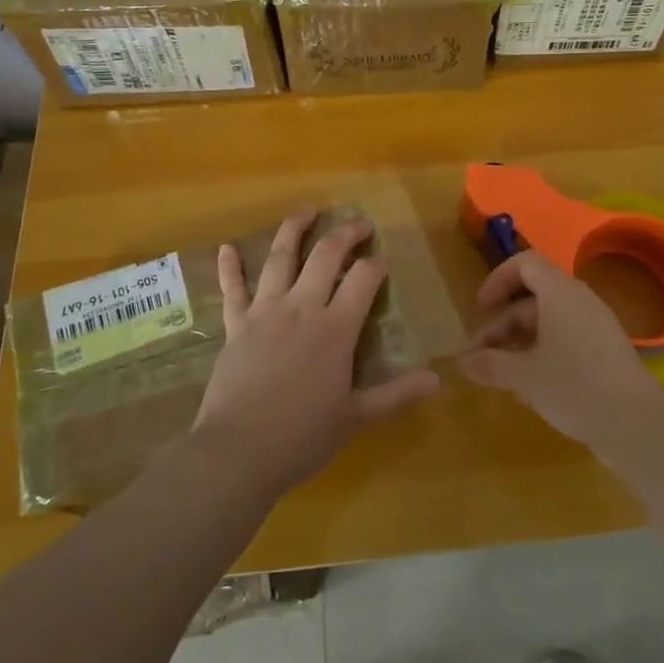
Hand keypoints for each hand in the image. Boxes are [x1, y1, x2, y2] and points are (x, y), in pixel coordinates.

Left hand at [192, 210, 440, 496]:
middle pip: (325, 256)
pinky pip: (232, 289)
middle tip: (359, 224)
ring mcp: (265, 312)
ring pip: (280, 258)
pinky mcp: (236, 325)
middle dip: (345, 234)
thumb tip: (437, 379)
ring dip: (293, 230)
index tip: (382, 261)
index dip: (376, 265)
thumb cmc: (303, 436)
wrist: (239, 451)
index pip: (363, 280)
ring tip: (306, 211)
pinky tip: (227, 248)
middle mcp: (302, 308)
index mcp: (335, 329)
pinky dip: (229, 267)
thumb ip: (396, 393)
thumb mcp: (356, 416)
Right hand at [460, 250, 663, 447]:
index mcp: (560, 293)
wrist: (637, 424)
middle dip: (502, 325)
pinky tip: (530, 390)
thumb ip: (491, 364)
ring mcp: (595, 327)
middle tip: (481, 356)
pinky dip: (542, 355)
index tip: (481, 309)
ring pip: (548, 323)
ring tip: (501, 377)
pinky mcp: (605, 352)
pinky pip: (566, 340)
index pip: (525, 263)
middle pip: (532, 299)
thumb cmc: (575, 387)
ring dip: (519, 343)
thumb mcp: (524, 376)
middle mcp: (579, 302)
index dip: (498, 279)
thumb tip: (463, 362)